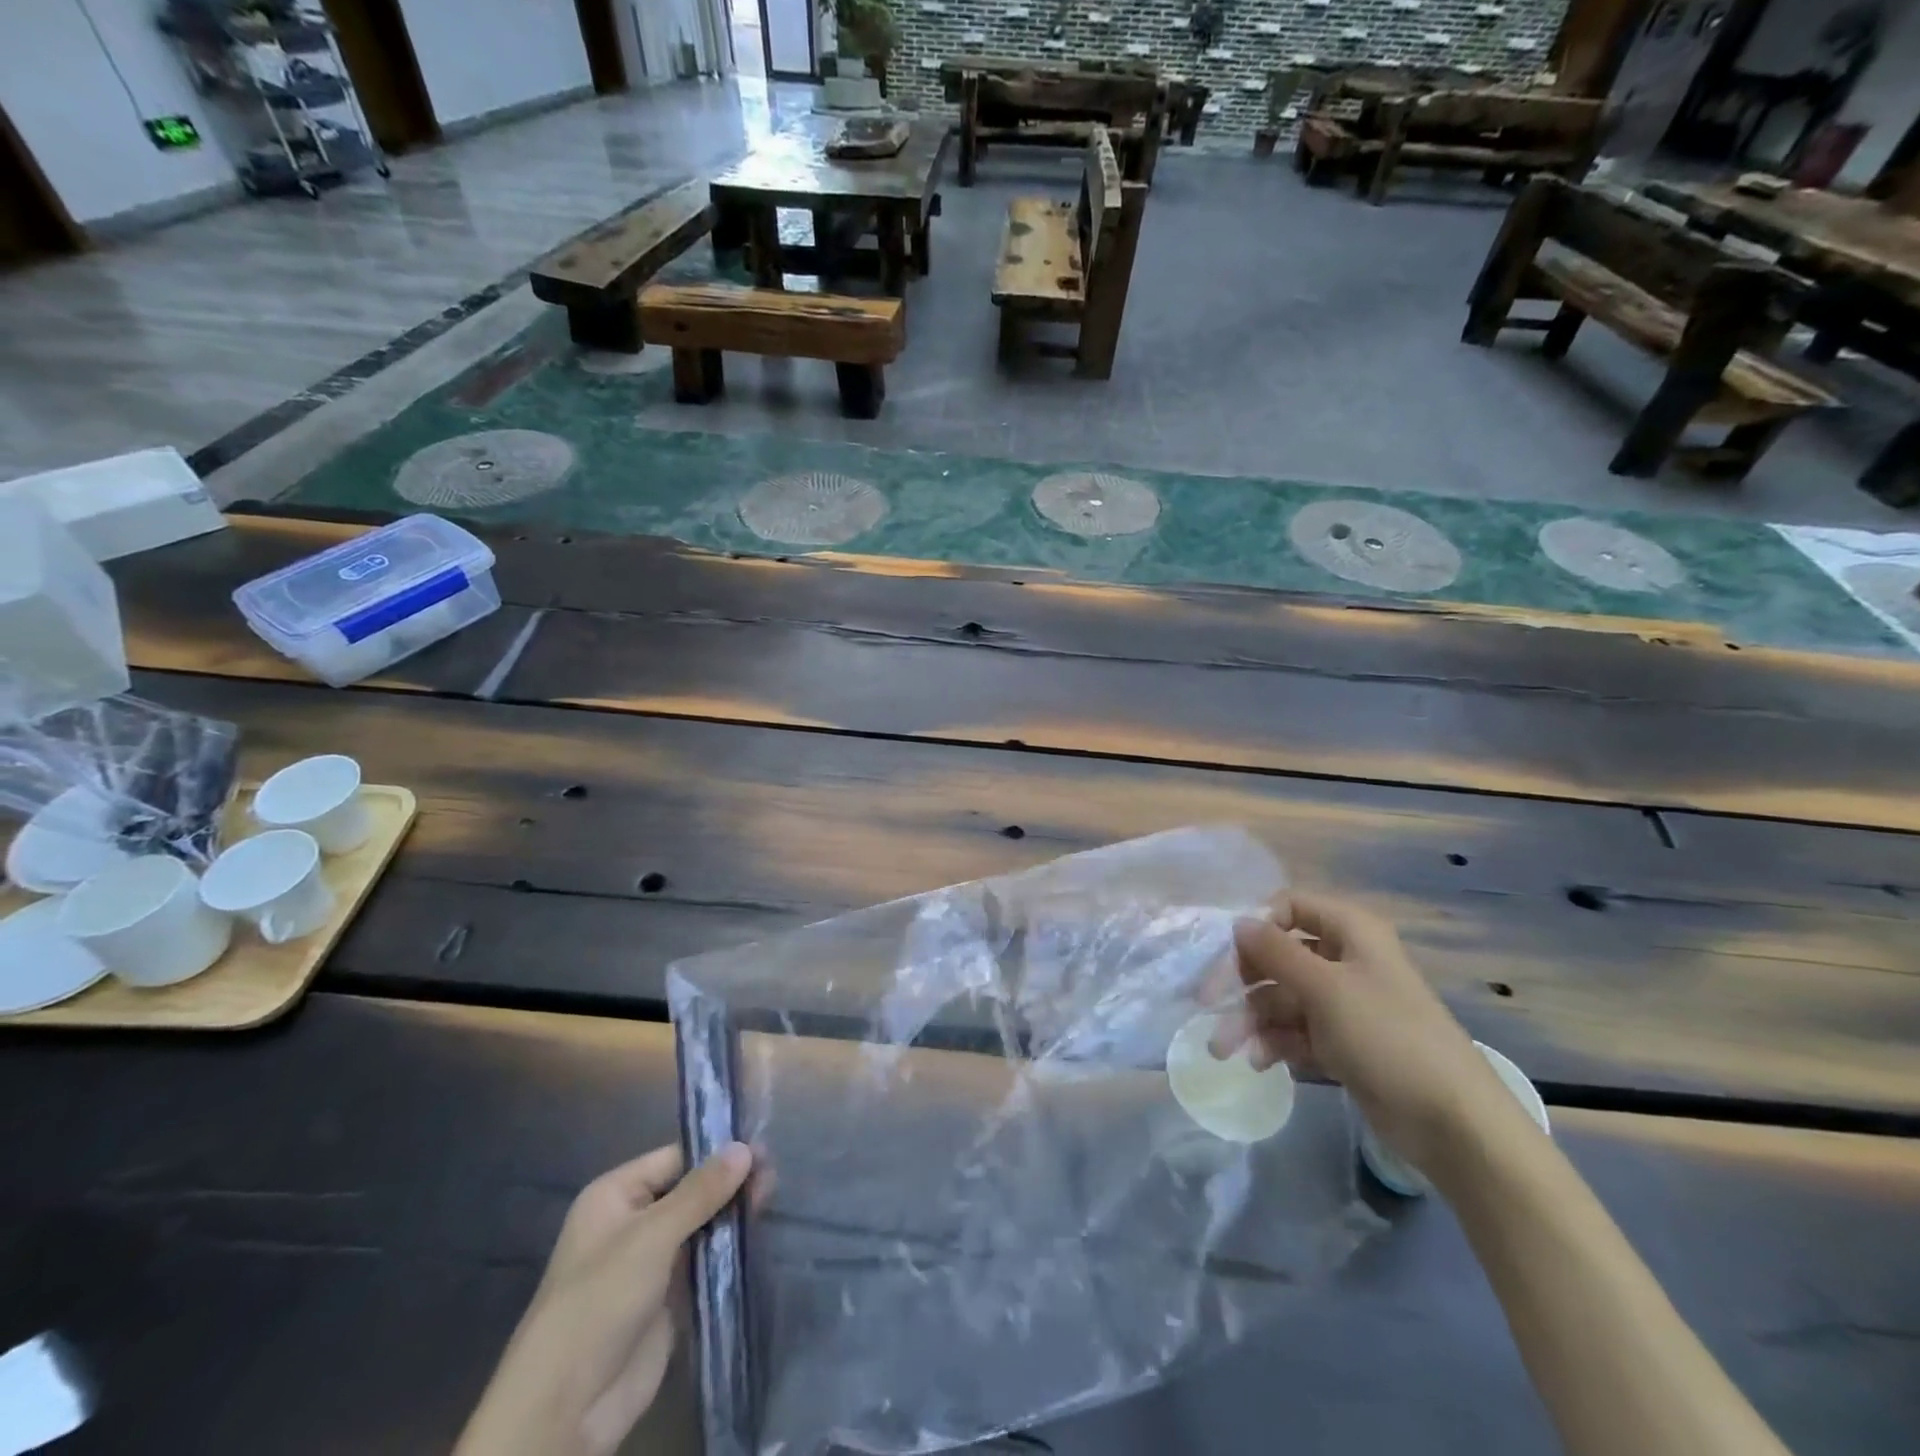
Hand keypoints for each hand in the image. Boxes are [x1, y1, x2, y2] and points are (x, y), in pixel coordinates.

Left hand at [455, 1142, 752, 1455]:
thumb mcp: (652, 1236)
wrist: (567, 1407)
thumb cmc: (600, 1301)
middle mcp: (633, 1221)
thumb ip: (701, 1191)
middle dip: (729, 1183)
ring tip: (772, 1199)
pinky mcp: (668, 1297)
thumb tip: (745, 1147)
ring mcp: (651, 1261)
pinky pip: (703, 1260)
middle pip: (690, 1190)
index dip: (716, 1153)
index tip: (762, 1149)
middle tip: (774, 1177)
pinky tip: (759, 1233)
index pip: (675, 1158)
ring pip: (700, 1224)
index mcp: (616, 1195)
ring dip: (732, 1214)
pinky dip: (728, 1248)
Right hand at [1224, 892, 1523, 1181]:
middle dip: (1244, 982)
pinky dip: (1275, 1042)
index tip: (1227, 955)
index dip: (1257, 925)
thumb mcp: (1324, 988)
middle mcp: (1346, 961)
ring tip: (1224, 1048)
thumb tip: (1238, 921)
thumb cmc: (1387, 1037)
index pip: (1290, 907)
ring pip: (1283, 998)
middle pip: (1280, 956)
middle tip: (1209, 1005)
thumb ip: (1275, 951)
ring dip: (1252, 1019)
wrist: (1454, 1123)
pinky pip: (1297, 1031)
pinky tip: (1259, 1062)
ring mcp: (1345, 1004)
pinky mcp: (1344, 1043)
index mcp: (1351, 933)